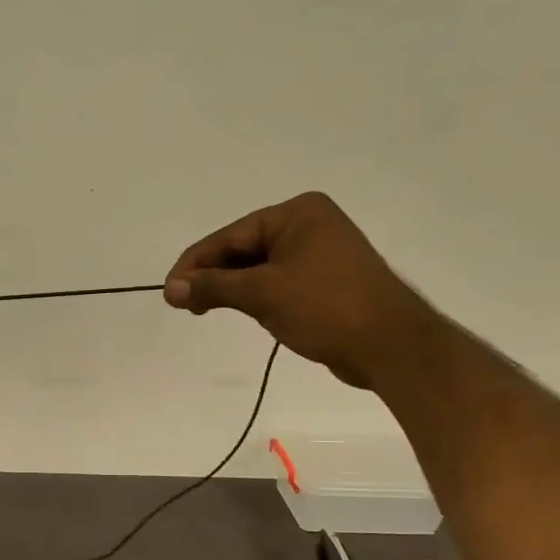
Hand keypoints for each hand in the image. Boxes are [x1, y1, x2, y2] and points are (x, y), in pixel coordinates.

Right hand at [164, 192, 433, 388]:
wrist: (390, 346)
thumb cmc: (326, 307)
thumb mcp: (262, 294)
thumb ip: (213, 287)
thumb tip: (170, 289)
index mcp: (297, 213)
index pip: (230, 236)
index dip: (195, 264)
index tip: (169, 291)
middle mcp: (308, 225)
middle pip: (242, 249)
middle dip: (212, 276)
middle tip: (184, 305)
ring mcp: (318, 253)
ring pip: (257, 268)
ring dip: (230, 288)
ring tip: (203, 310)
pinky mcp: (323, 281)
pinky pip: (276, 282)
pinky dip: (253, 296)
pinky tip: (238, 311)